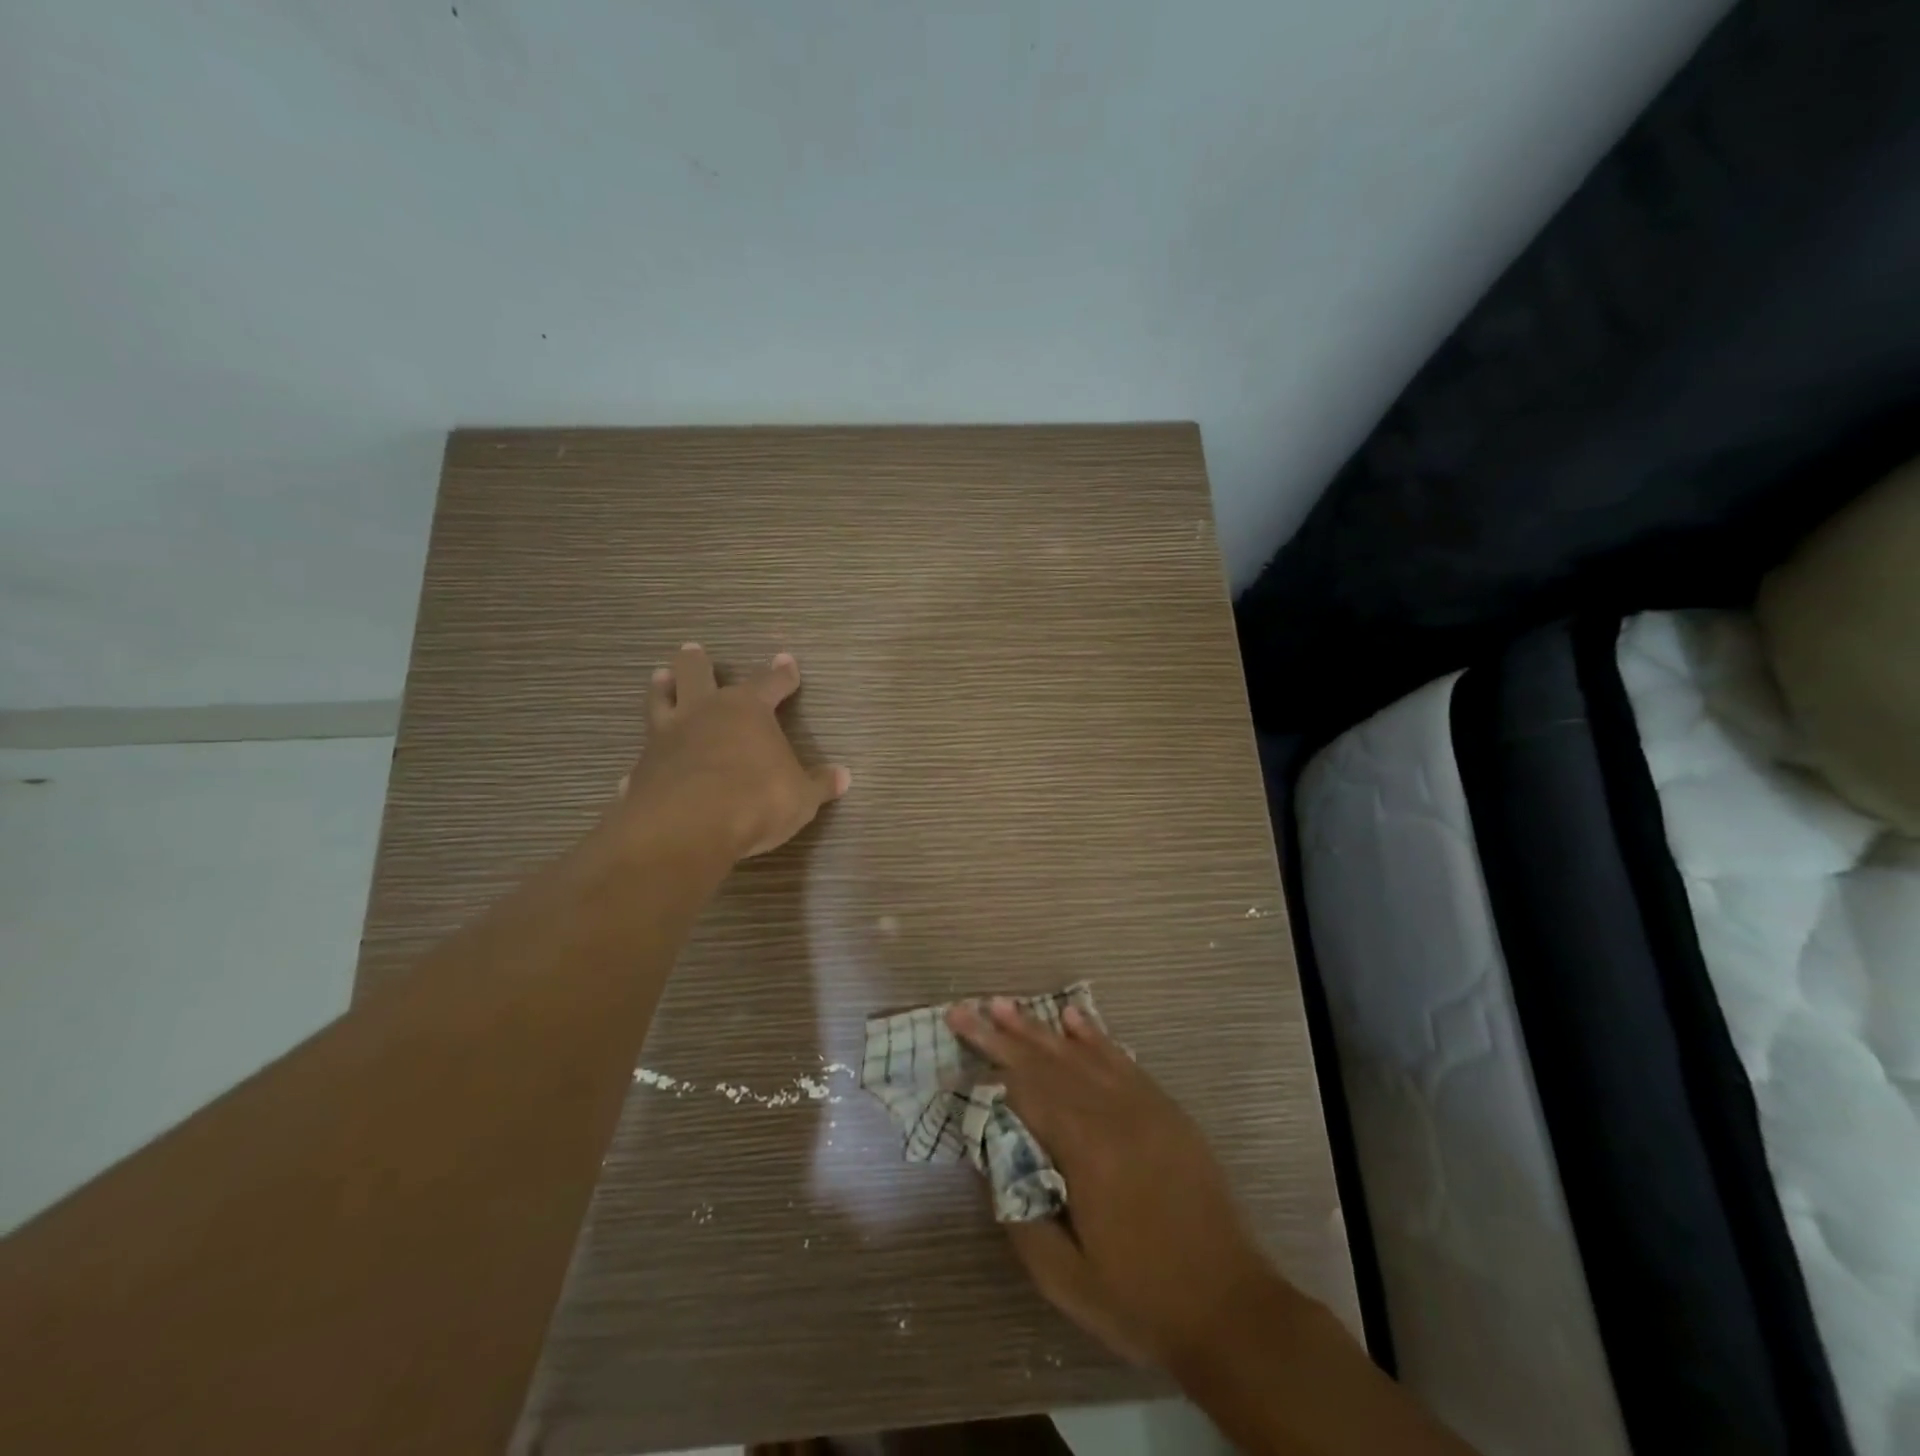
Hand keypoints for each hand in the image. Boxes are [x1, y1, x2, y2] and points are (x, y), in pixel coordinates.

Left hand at [615, 645, 850, 859]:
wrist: (687, 828)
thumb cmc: (755, 800)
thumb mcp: (800, 797)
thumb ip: (819, 784)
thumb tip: (843, 776)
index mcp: (747, 710)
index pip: (769, 683)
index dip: (781, 674)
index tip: (787, 661)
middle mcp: (704, 713)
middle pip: (697, 675)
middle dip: (698, 662)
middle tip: (694, 650)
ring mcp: (667, 737)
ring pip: (661, 701)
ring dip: (663, 689)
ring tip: (661, 677)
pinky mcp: (642, 769)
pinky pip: (643, 757)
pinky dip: (644, 761)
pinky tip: (636, 772)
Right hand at [946, 999, 1294, 1372]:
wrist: (1232, 1310)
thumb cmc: (1142, 1300)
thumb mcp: (1066, 1280)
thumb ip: (1021, 1218)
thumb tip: (994, 1165)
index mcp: (1086, 1151)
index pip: (1026, 1090)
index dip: (990, 1062)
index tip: (961, 1036)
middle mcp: (1114, 1114)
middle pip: (1048, 1062)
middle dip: (1003, 1034)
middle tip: (967, 1007)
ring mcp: (1145, 1107)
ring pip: (1082, 1054)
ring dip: (1040, 1028)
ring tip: (1005, 1005)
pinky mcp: (1167, 1111)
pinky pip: (1122, 1061)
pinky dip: (1094, 1037)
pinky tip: (1073, 1019)